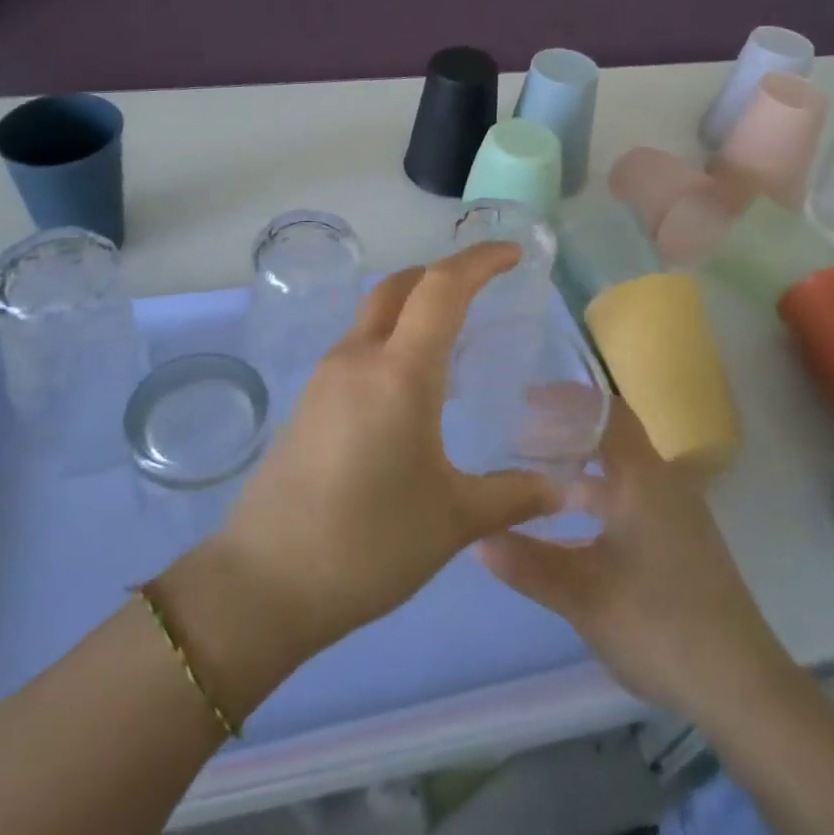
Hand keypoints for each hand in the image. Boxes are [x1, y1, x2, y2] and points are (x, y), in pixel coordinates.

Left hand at [211, 243, 561, 656]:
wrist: (267, 581)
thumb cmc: (370, 544)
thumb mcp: (454, 521)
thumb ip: (513, 495)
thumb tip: (565, 488)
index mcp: (400, 372)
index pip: (442, 288)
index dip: (479, 261)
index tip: (512, 253)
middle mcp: (359, 358)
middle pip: (400, 286)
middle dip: (443, 273)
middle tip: (484, 288)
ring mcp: (326, 376)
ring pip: (374, 314)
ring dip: (413, 307)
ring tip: (453, 338)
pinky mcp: (309, 400)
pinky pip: (358, 347)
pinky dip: (391, 339)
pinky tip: (410, 384)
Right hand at [477, 397, 796, 720]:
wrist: (743, 689)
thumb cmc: (658, 624)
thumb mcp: (581, 595)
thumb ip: (526, 562)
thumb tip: (475, 537)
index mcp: (643, 479)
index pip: (606, 412)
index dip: (567, 398)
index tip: (527, 398)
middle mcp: (664, 485)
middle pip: (612, 440)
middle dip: (565, 435)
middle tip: (519, 441)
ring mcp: (678, 517)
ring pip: (621, 475)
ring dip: (580, 473)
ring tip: (536, 483)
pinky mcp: (683, 546)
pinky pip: (633, 502)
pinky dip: (598, 501)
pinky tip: (571, 531)